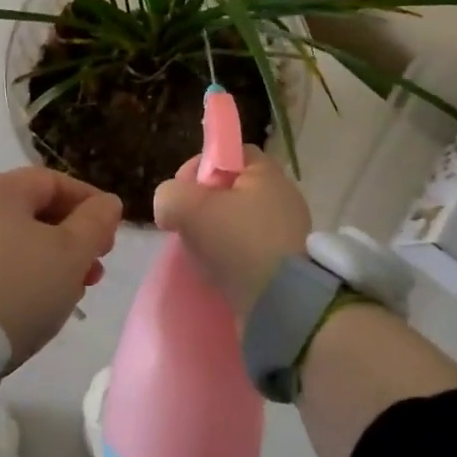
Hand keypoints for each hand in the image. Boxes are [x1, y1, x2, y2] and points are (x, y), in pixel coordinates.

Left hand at [0, 167, 122, 364]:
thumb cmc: (17, 286)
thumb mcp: (71, 253)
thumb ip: (96, 222)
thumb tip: (107, 203)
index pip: (54, 182)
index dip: (90, 204)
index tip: (112, 236)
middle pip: (33, 213)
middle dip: (72, 240)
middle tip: (94, 271)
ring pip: (14, 241)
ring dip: (50, 262)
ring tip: (70, 294)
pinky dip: (20, 276)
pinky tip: (35, 304)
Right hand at [153, 147, 310, 318]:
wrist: (283, 304)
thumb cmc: (239, 242)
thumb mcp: (189, 208)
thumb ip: (169, 195)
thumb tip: (169, 207)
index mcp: (267, 173)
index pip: (229, 151)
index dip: (200, 165)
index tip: (182, 191)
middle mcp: (282, 196)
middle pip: (230, 188)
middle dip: (202, 204)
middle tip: (187, 224)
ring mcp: (288, 231)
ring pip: (237, 221)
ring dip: (214, 233)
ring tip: (200, 252)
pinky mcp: (287, 263)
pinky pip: (249, 249)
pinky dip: (230, 256)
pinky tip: (218, 271)